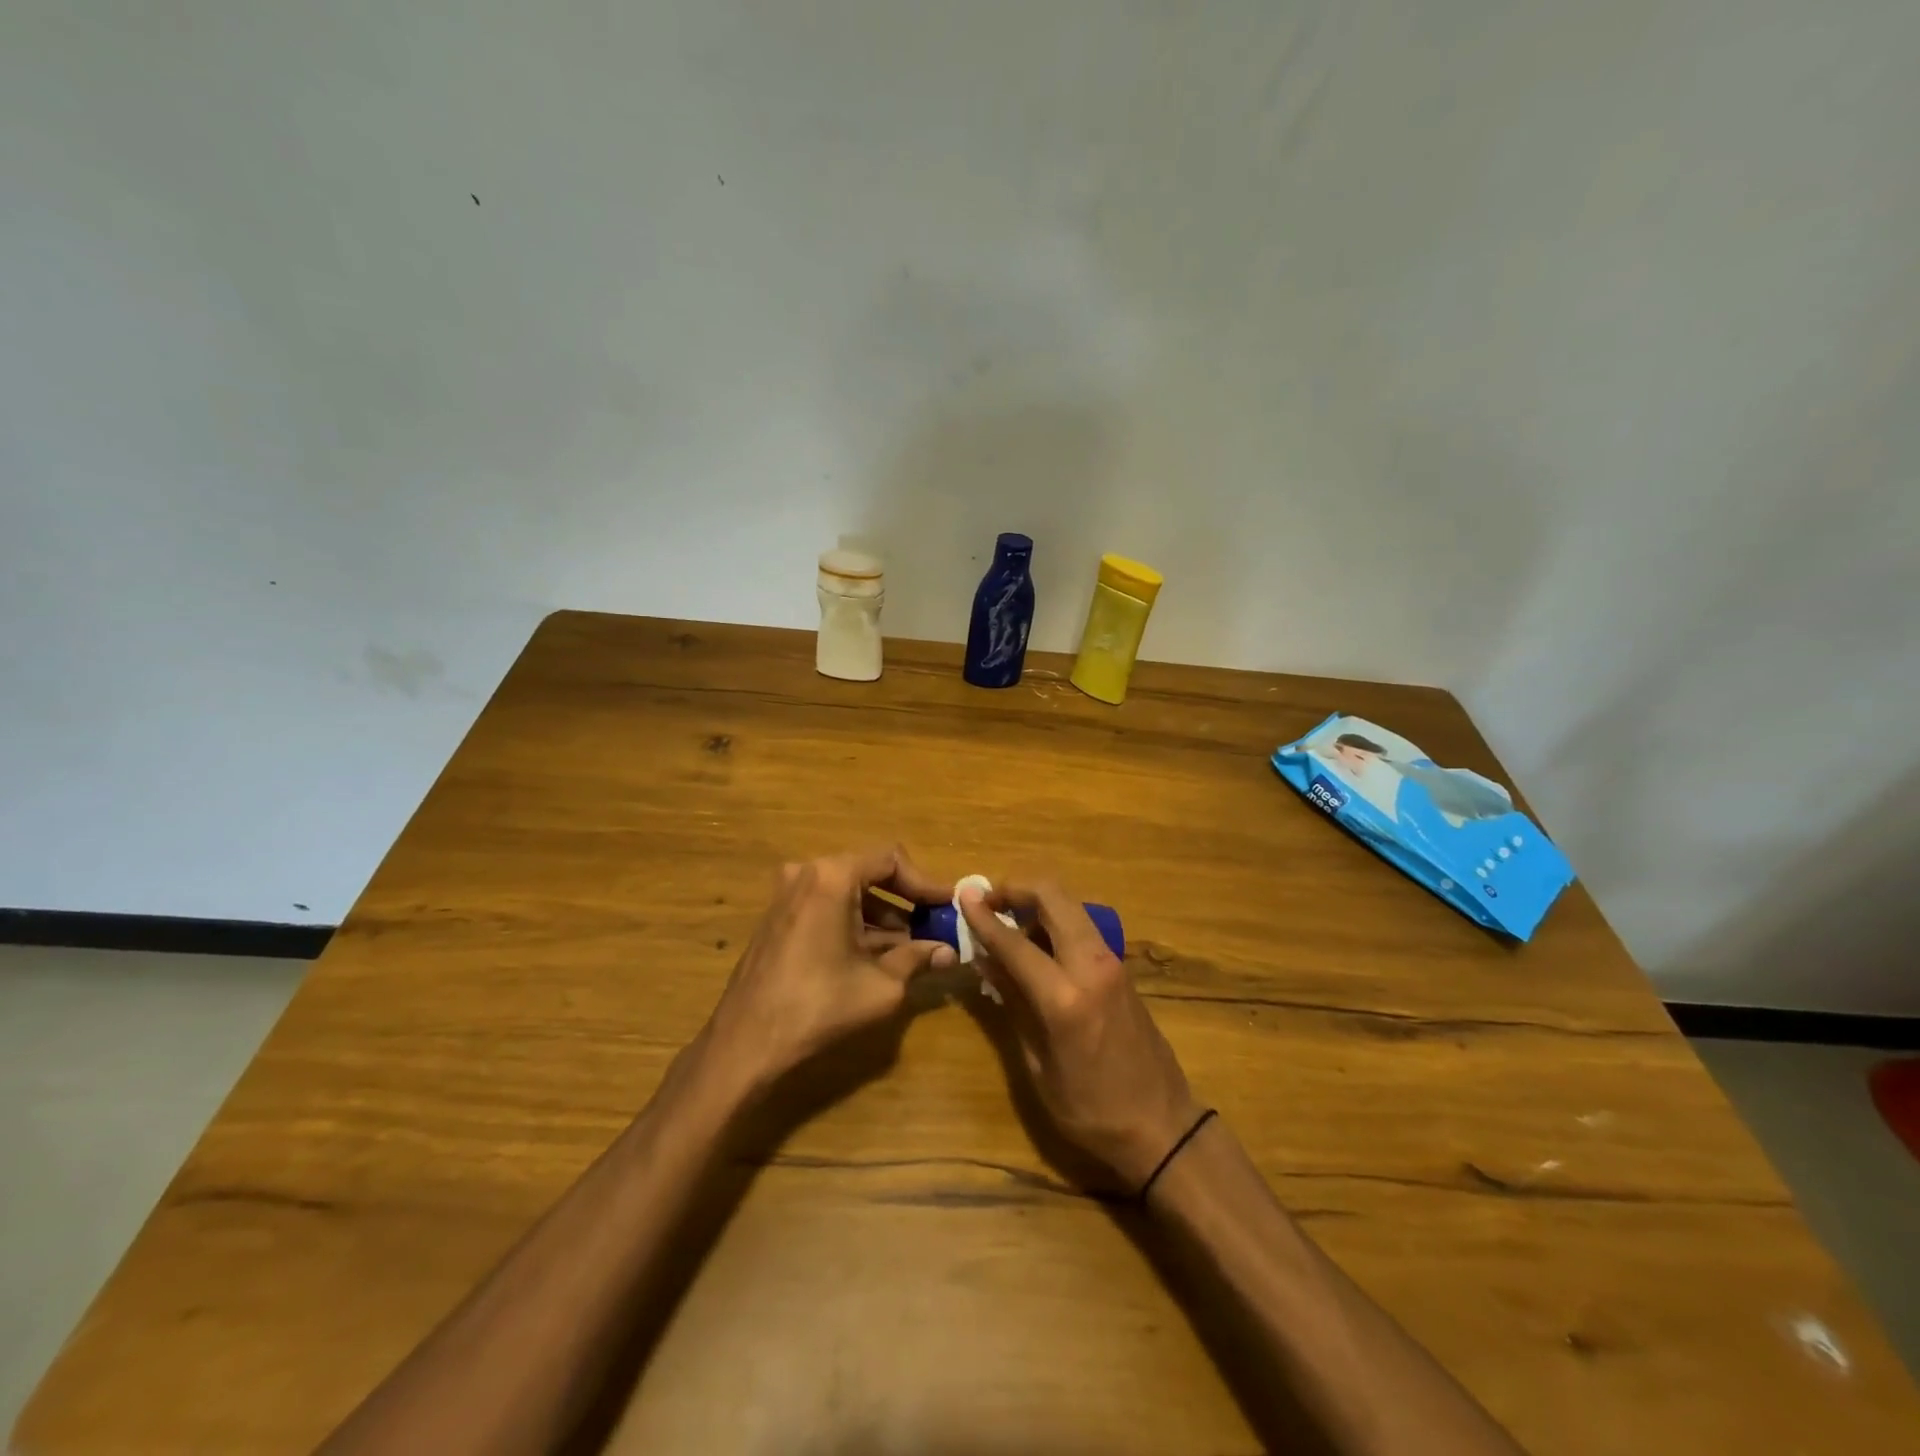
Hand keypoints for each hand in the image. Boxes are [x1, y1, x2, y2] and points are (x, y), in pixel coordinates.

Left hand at [702, 846, 955, 1093]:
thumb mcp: (881, 985)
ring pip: (849, 893)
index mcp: (832, 877)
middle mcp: (807, 874)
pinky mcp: (778, 918)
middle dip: (906, 901)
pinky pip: (827, 907)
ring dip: (883, 916)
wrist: (745, 1044)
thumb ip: (918, 958)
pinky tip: (878, 955)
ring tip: (913, 948)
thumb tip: (950, 952)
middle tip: (935, 926)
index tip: (949, 906)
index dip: (925, 883)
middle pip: (869, 873)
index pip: (891, 860)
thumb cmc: (818, 1007)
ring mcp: (787, 895)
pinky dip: (855, 924)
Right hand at [959, 881, 1201, 1190]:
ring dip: (1036, 902)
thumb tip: (985, 960)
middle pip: (1052, 896)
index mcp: (1065, 997)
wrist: (1163, 1125)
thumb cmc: (1092, 1110)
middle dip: (1015, 887)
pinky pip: (1081, 925)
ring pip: (1069, 904)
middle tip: (986, 901)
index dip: (984, 916)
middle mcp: (1091, 965)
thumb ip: (1012, 1004)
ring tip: (1007, 926)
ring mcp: (1111, 961)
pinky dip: (1054, 920)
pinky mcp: (1120, 966)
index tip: (962, 895)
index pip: (1014, 941)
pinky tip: (1035, 946)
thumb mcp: (1038, 1066)